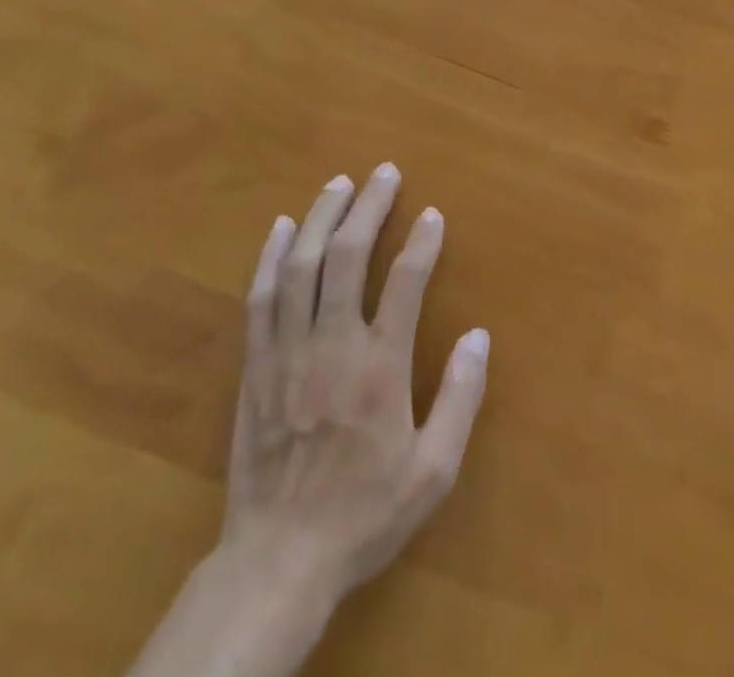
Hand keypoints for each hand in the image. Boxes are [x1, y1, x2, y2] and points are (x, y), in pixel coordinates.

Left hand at [223, 163, 489, 606]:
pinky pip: (260, 297)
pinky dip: (271, 256)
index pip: (405, 282)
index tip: (432, 214)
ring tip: (339, 184)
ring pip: (301, 266)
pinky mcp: (254, 366)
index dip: (422, 241)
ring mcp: (286, 352)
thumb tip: (479, 336)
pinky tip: (284, 227)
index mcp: (379, 369)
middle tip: (383, 173)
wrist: (277, 561)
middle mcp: (332, 346)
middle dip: (369, 207)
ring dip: (322, 217)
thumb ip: (461, 399)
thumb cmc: (363, 514)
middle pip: (348, 257)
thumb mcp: (432, 472)